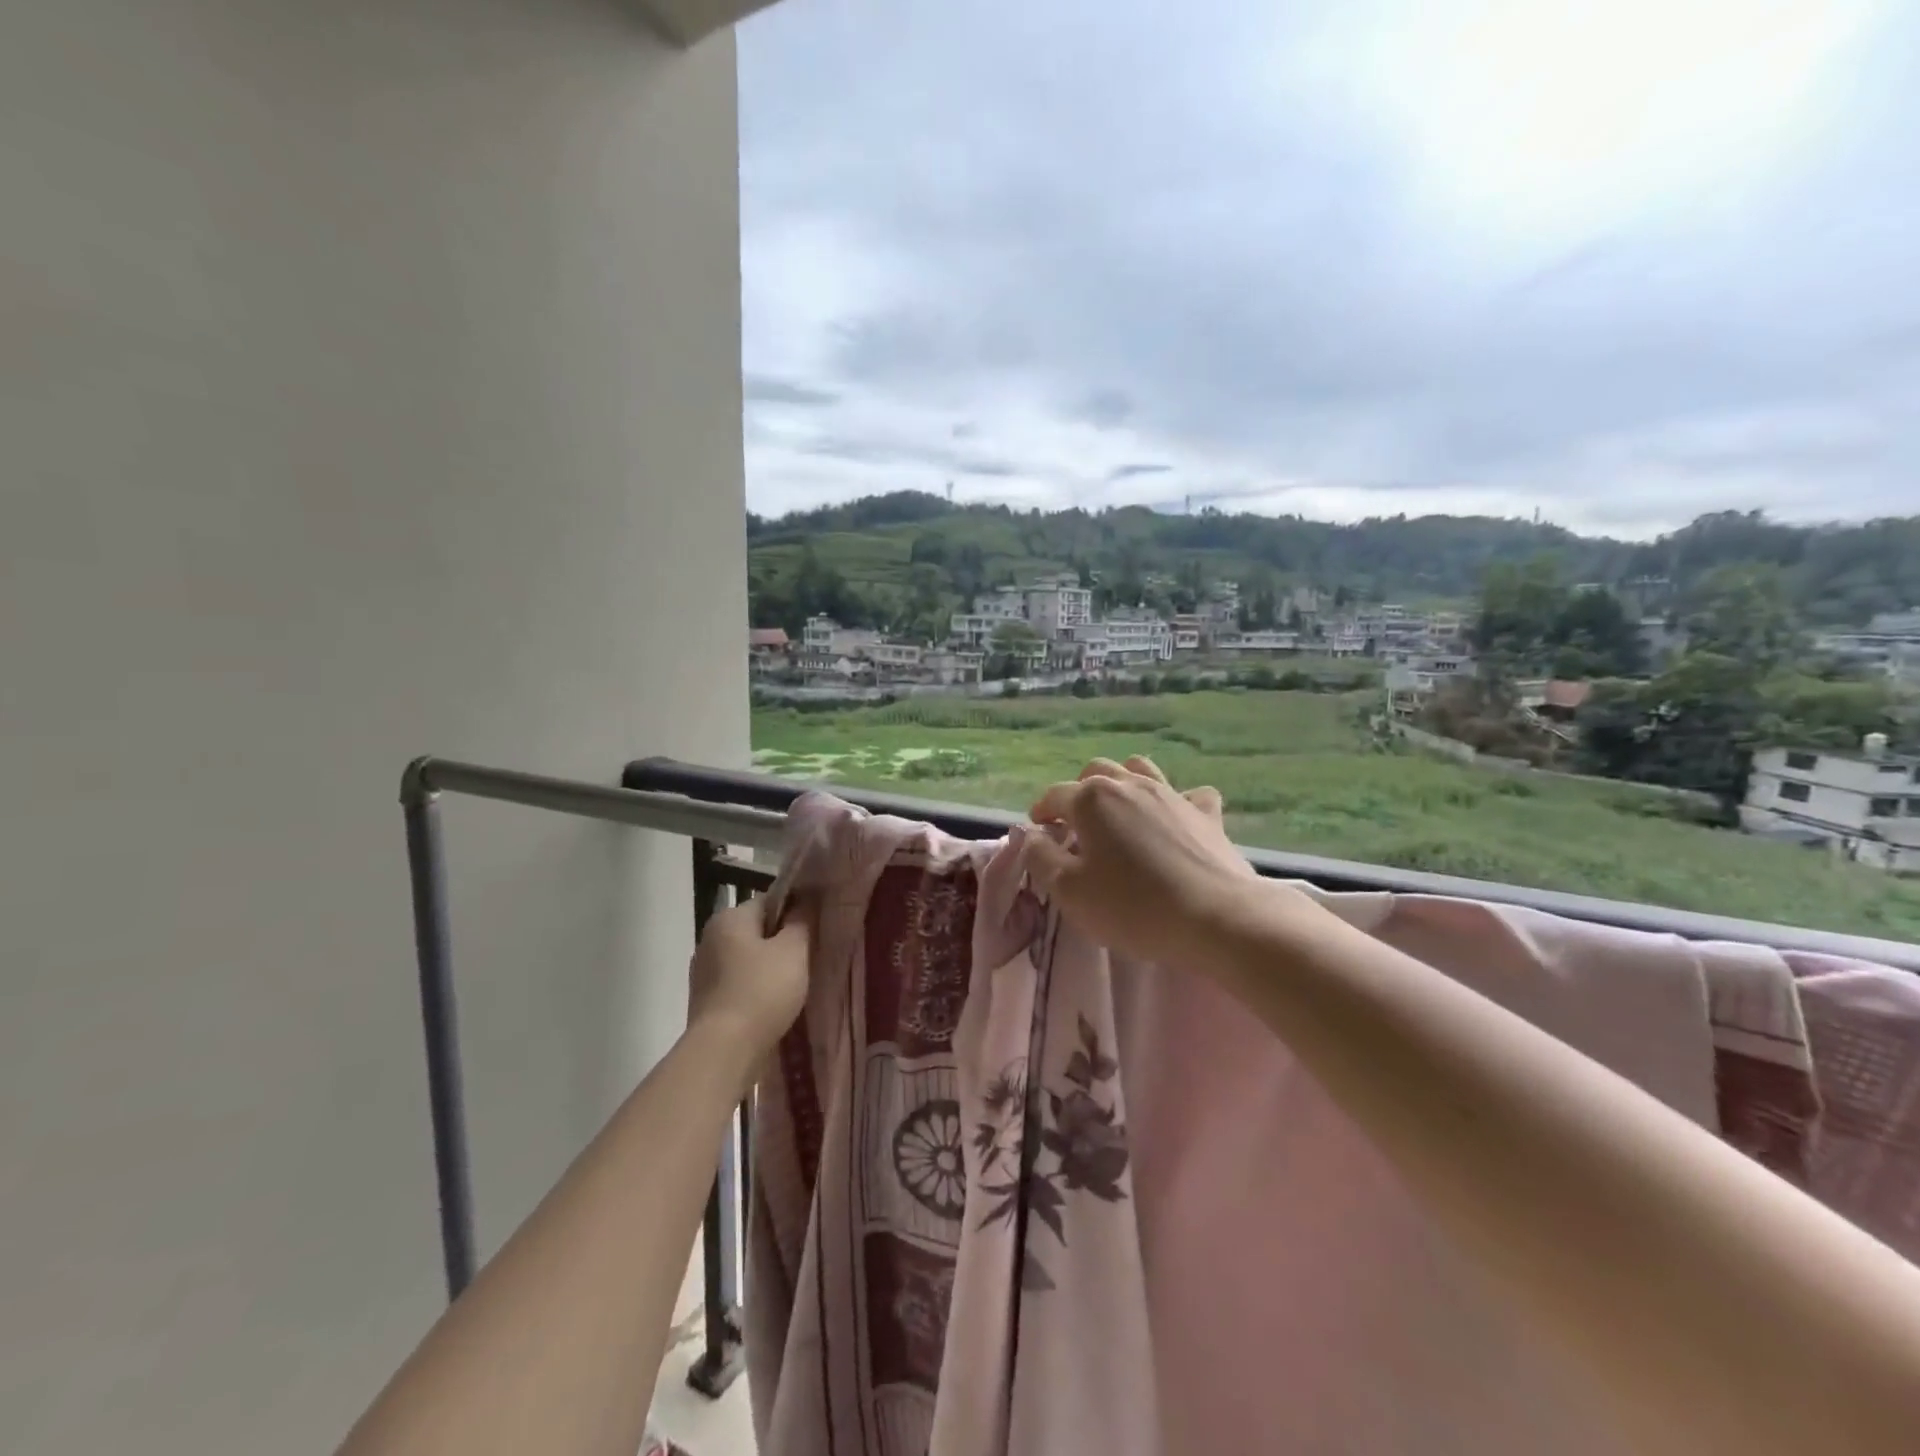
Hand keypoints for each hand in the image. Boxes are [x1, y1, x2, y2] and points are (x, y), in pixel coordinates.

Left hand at [688, 899, 810, 1076]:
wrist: (724, 1051)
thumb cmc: (762, 991)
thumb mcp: (794, 950)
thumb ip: (801, 921)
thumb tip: (804, 903)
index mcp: (729, 918)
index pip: (769, 901)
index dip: (795, 911)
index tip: (815, 929)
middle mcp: (710, 939)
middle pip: (757, 931)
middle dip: (782, 942)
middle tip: (809, 957)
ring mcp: (704, 972)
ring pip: (748, 960)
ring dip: (769, 968)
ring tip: (796, 985)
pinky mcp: (705, 1002)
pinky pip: (739, 985)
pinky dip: (755, 990)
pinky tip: (774, 1005)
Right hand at [1026, 755, 1266, 965]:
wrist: (1217, 918)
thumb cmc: (1133, 906)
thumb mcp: (1070, 892)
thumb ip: (1041, 858)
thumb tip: (1030, 836)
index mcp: (1091, 799)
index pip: (1054, 796)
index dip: (1041, 812)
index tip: (1039, 833)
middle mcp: (1129, 784)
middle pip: (1095, 772)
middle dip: (1078, 792)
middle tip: (1075, 825)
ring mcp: (1171, 794)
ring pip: (1139, 769)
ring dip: (1122, 783)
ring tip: (1118, 813)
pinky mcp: (1206, 813)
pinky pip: (1188, 794)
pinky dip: (1176, 801)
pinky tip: (1174, 821)